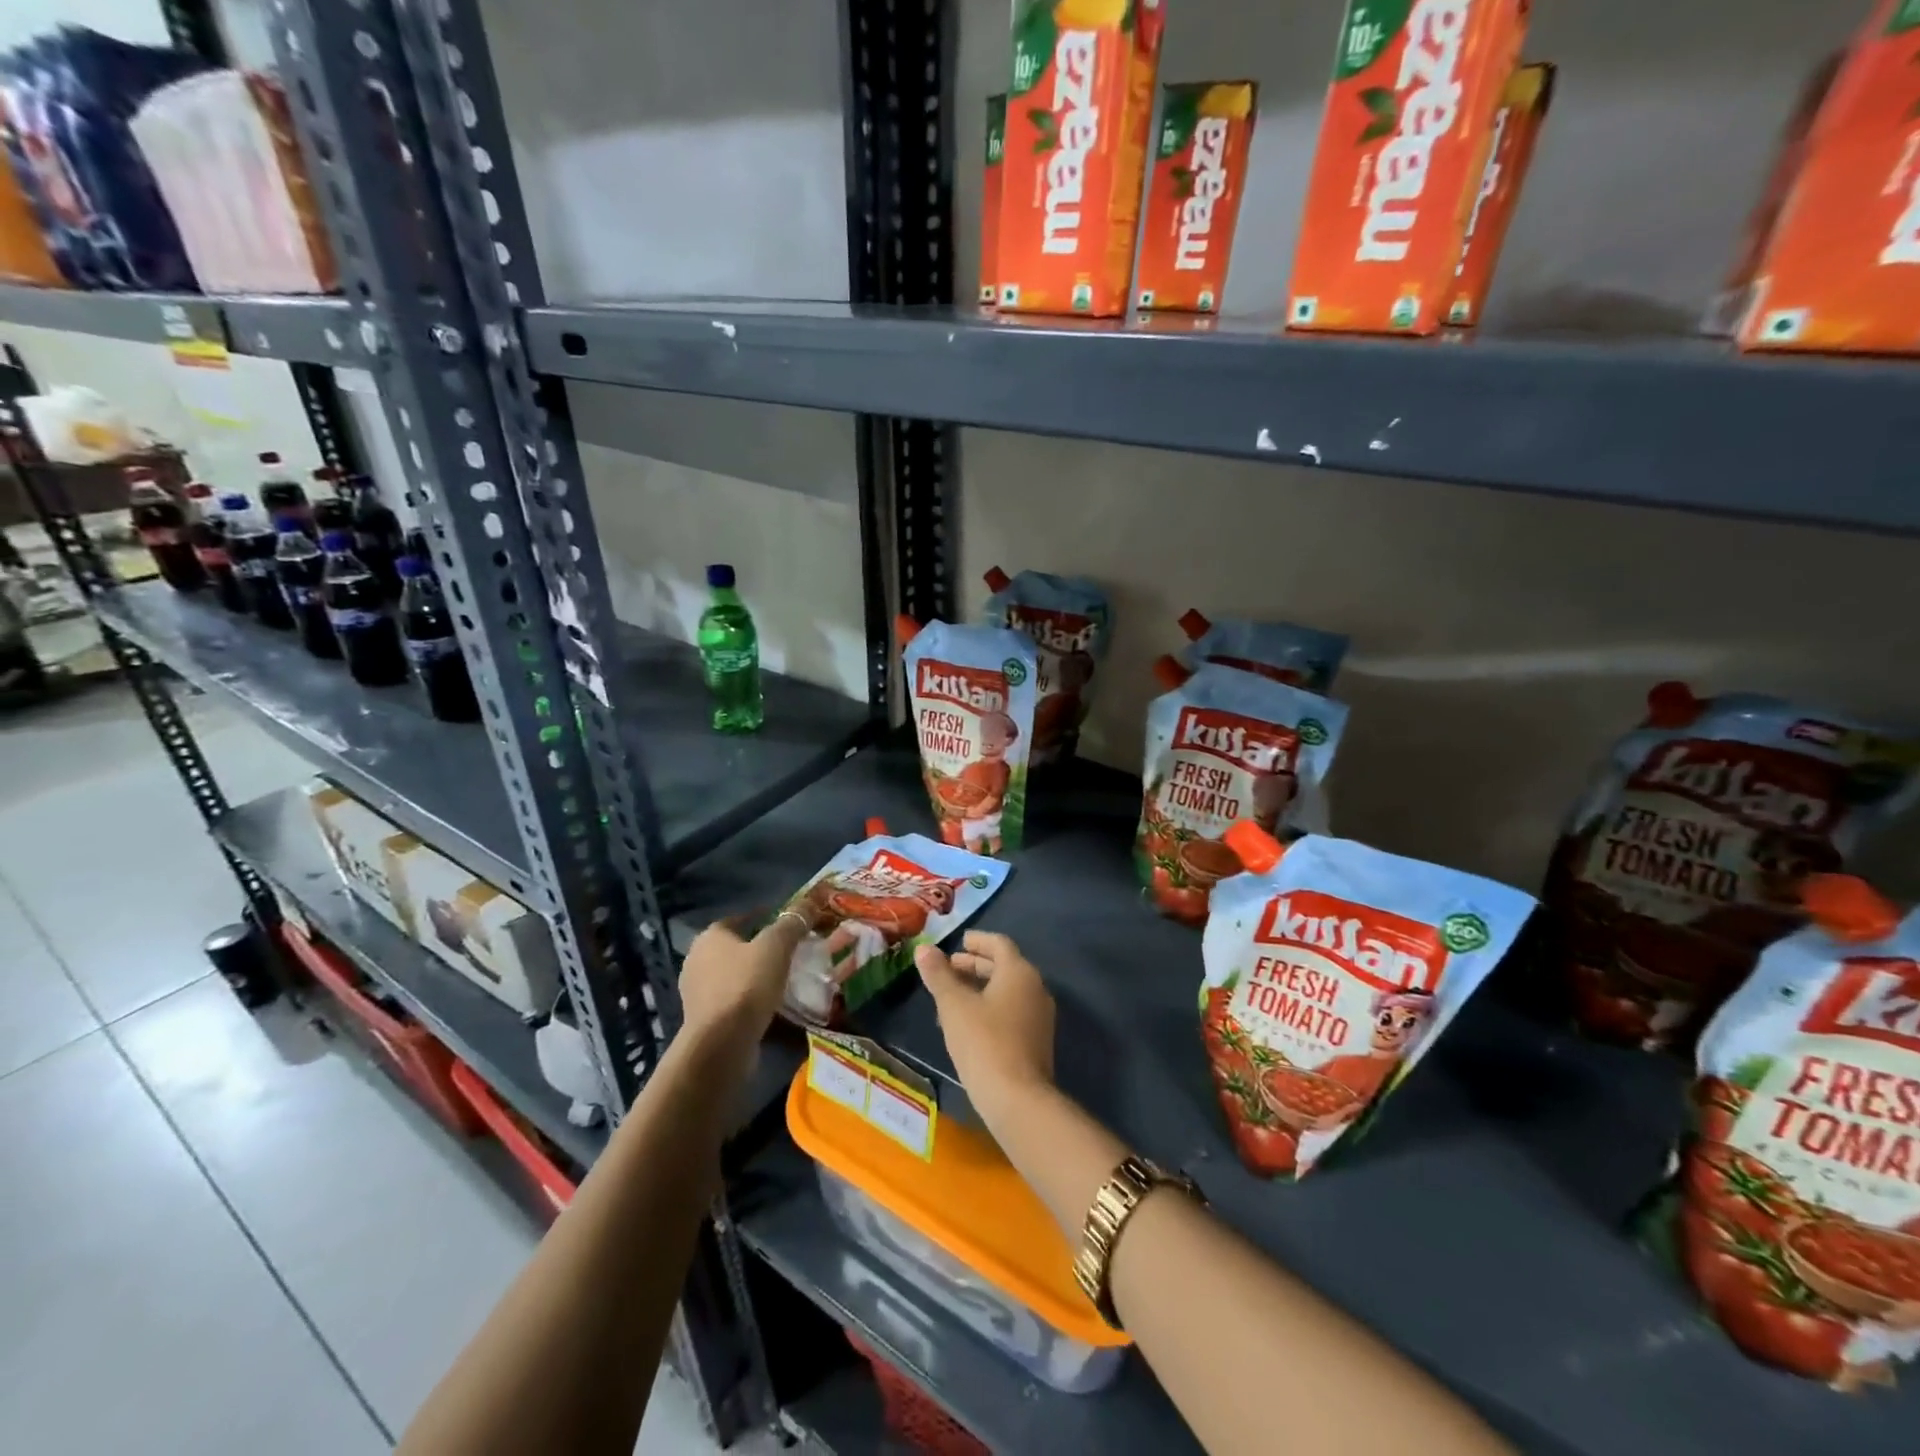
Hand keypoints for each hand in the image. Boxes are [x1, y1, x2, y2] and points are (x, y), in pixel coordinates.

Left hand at [679, 912, 806, 1045]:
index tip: (788, 926)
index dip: (764, 918)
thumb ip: (792, 923)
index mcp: (710, 937)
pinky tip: (769, 1004)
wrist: (722, 1044)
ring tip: (784, 979)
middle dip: (760, 948)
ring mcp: (697, 992)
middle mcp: (697, 960)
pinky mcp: (704, 1019)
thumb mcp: (777, 946)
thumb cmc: (747, 985)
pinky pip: (732, 999)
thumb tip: (808, 904)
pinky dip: (749, 998)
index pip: (739, 919)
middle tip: (789, 952)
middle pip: (735, 947)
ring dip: (755, 975)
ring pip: (734, 975)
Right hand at [915, 931, 1054, 1111]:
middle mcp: (1035, 988)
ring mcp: (1040, 1016)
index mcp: (1019, 972)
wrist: (1018, 1099)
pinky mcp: (1037, 1040)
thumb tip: (923, 948)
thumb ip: (939, 975)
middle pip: (1004, 966)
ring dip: (980, 988)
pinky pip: (1012, 1011)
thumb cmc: (984, 1042)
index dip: (977, 940)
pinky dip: (990, 1007)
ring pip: (1007, 991)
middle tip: (948, 969)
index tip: (958, 942)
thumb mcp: (954, 1006)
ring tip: (951, 997)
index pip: (999, 944)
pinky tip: (968, 1024)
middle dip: (975, 965)